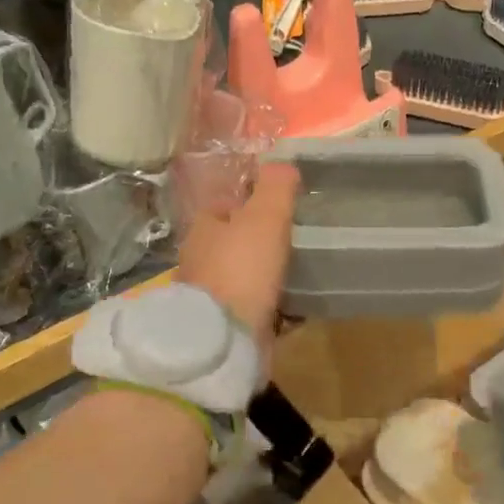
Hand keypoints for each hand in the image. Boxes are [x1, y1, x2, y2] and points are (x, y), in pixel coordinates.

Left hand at [177, 161, 298, 351]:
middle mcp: (201, 261)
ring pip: (244, 276)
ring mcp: (211, 297)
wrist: (224, 340)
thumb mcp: (265, 216)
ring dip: (267, 275)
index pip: (226, 206)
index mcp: (204, 229)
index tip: (282, 205)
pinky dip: (273, 306)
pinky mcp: (225, 326)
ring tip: (301, 271)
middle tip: (297, 238)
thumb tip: (283, 162)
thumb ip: (276, 185)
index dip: (251, 202)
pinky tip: (296, 307)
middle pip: (235, 242)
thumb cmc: (242, 268)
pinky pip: (255, 308)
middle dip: (261, 241)